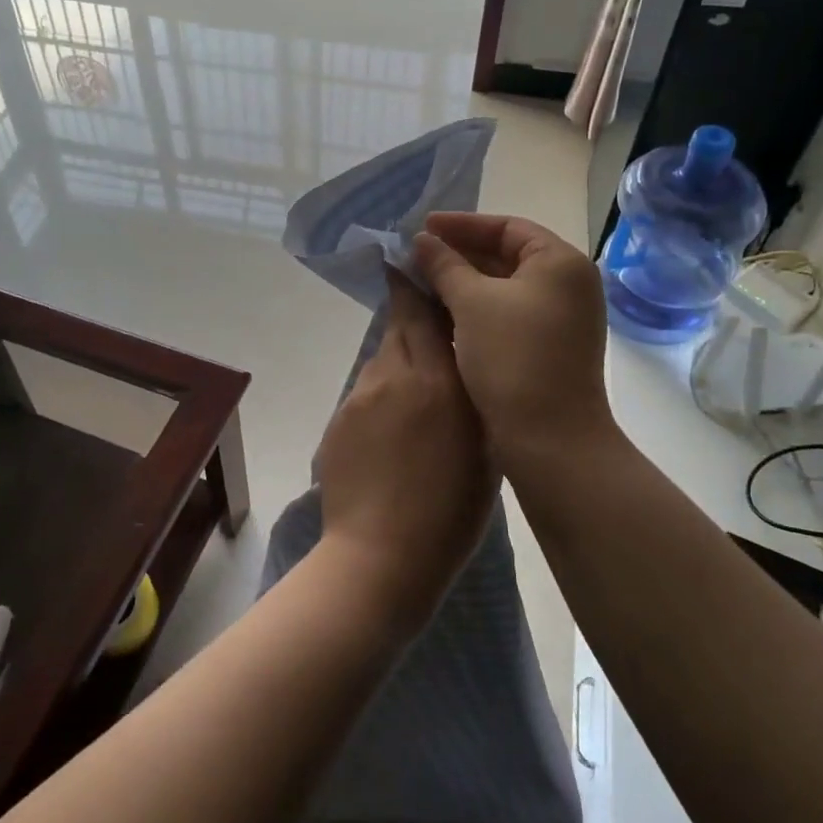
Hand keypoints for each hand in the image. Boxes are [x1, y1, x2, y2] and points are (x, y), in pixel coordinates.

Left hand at [315, 271, 493, 630]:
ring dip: (399, 360)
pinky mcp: (339, 417)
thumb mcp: (483, 452)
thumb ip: (474, 400)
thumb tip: (467, 368)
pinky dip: (381, 395)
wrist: (380, 556)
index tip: (422, 267)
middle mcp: (396, 375)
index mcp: (440, 383)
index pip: (427, 315)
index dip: (423, 287)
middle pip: (400, 325)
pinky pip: (366, 390)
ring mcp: (361, 395)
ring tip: (416, 391)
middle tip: (425, 314)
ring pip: (383, 358)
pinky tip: (392, 428)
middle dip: (411, 313)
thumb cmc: (450, 514)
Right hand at [412, 213, 616, 471]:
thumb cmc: (513, 358)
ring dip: (463, 284)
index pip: (507, 226)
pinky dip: (476, 310)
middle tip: (416, 256)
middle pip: (507, 255)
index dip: (462, 225)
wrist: (550, 439)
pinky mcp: (549, 348)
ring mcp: (561, 319)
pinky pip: (507, 314)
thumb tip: (422, 240)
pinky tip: (441, 315)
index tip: (422, 227)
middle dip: (459, 255)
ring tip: (421, 283)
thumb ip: (444, 265)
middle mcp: (568, 285)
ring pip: (504, 288)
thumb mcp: (471, 303)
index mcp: (560, 262)